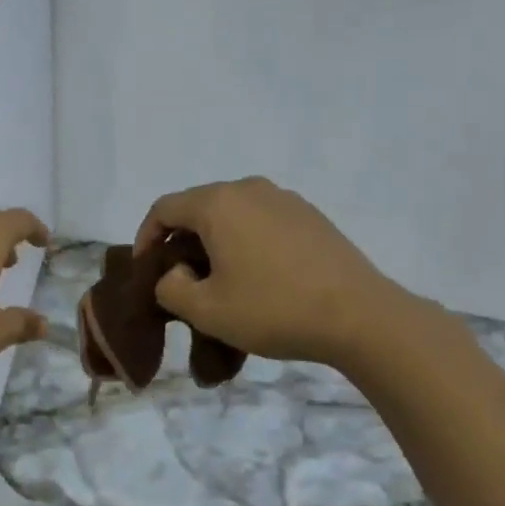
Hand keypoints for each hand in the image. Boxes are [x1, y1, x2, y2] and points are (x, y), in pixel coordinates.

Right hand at [135, 177, 407, 366]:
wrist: (359, 316)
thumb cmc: (272, 309)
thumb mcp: (205, 310)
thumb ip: (170, 287)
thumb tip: (176, 273)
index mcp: (218, 203)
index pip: (164, 208)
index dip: (145, 237)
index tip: (145, 270)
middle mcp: (250, 189)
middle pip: (199, 207)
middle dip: (181, 240)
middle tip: (180, 279)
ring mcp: (286, 200)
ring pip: (233, 214)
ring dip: (215, 242)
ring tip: (219, 280)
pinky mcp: (311, 216)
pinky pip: (263, 221)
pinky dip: (247, 242)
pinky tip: (258, 277)